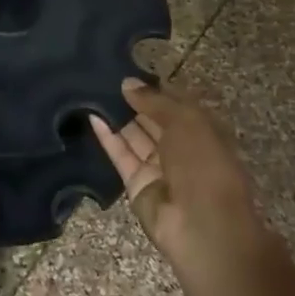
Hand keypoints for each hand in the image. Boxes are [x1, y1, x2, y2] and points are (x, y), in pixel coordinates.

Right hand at [89, 79, 258, 261]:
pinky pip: (121, 155)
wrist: (202, 225)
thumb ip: (154, 101)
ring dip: (117, 115)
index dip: (154, 87)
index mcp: (203, 129)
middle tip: (103, 77)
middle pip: (153, 119)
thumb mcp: (185, 121)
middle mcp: (181, 146)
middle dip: (132, 100)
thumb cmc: (203, 163)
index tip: (128, 70)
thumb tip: (127, 83)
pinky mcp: (136, 183)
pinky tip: (91, 115)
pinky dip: (107, 136)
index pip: (175, 102)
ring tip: (91, 90)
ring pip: (135, 136)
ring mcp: (158, 166)